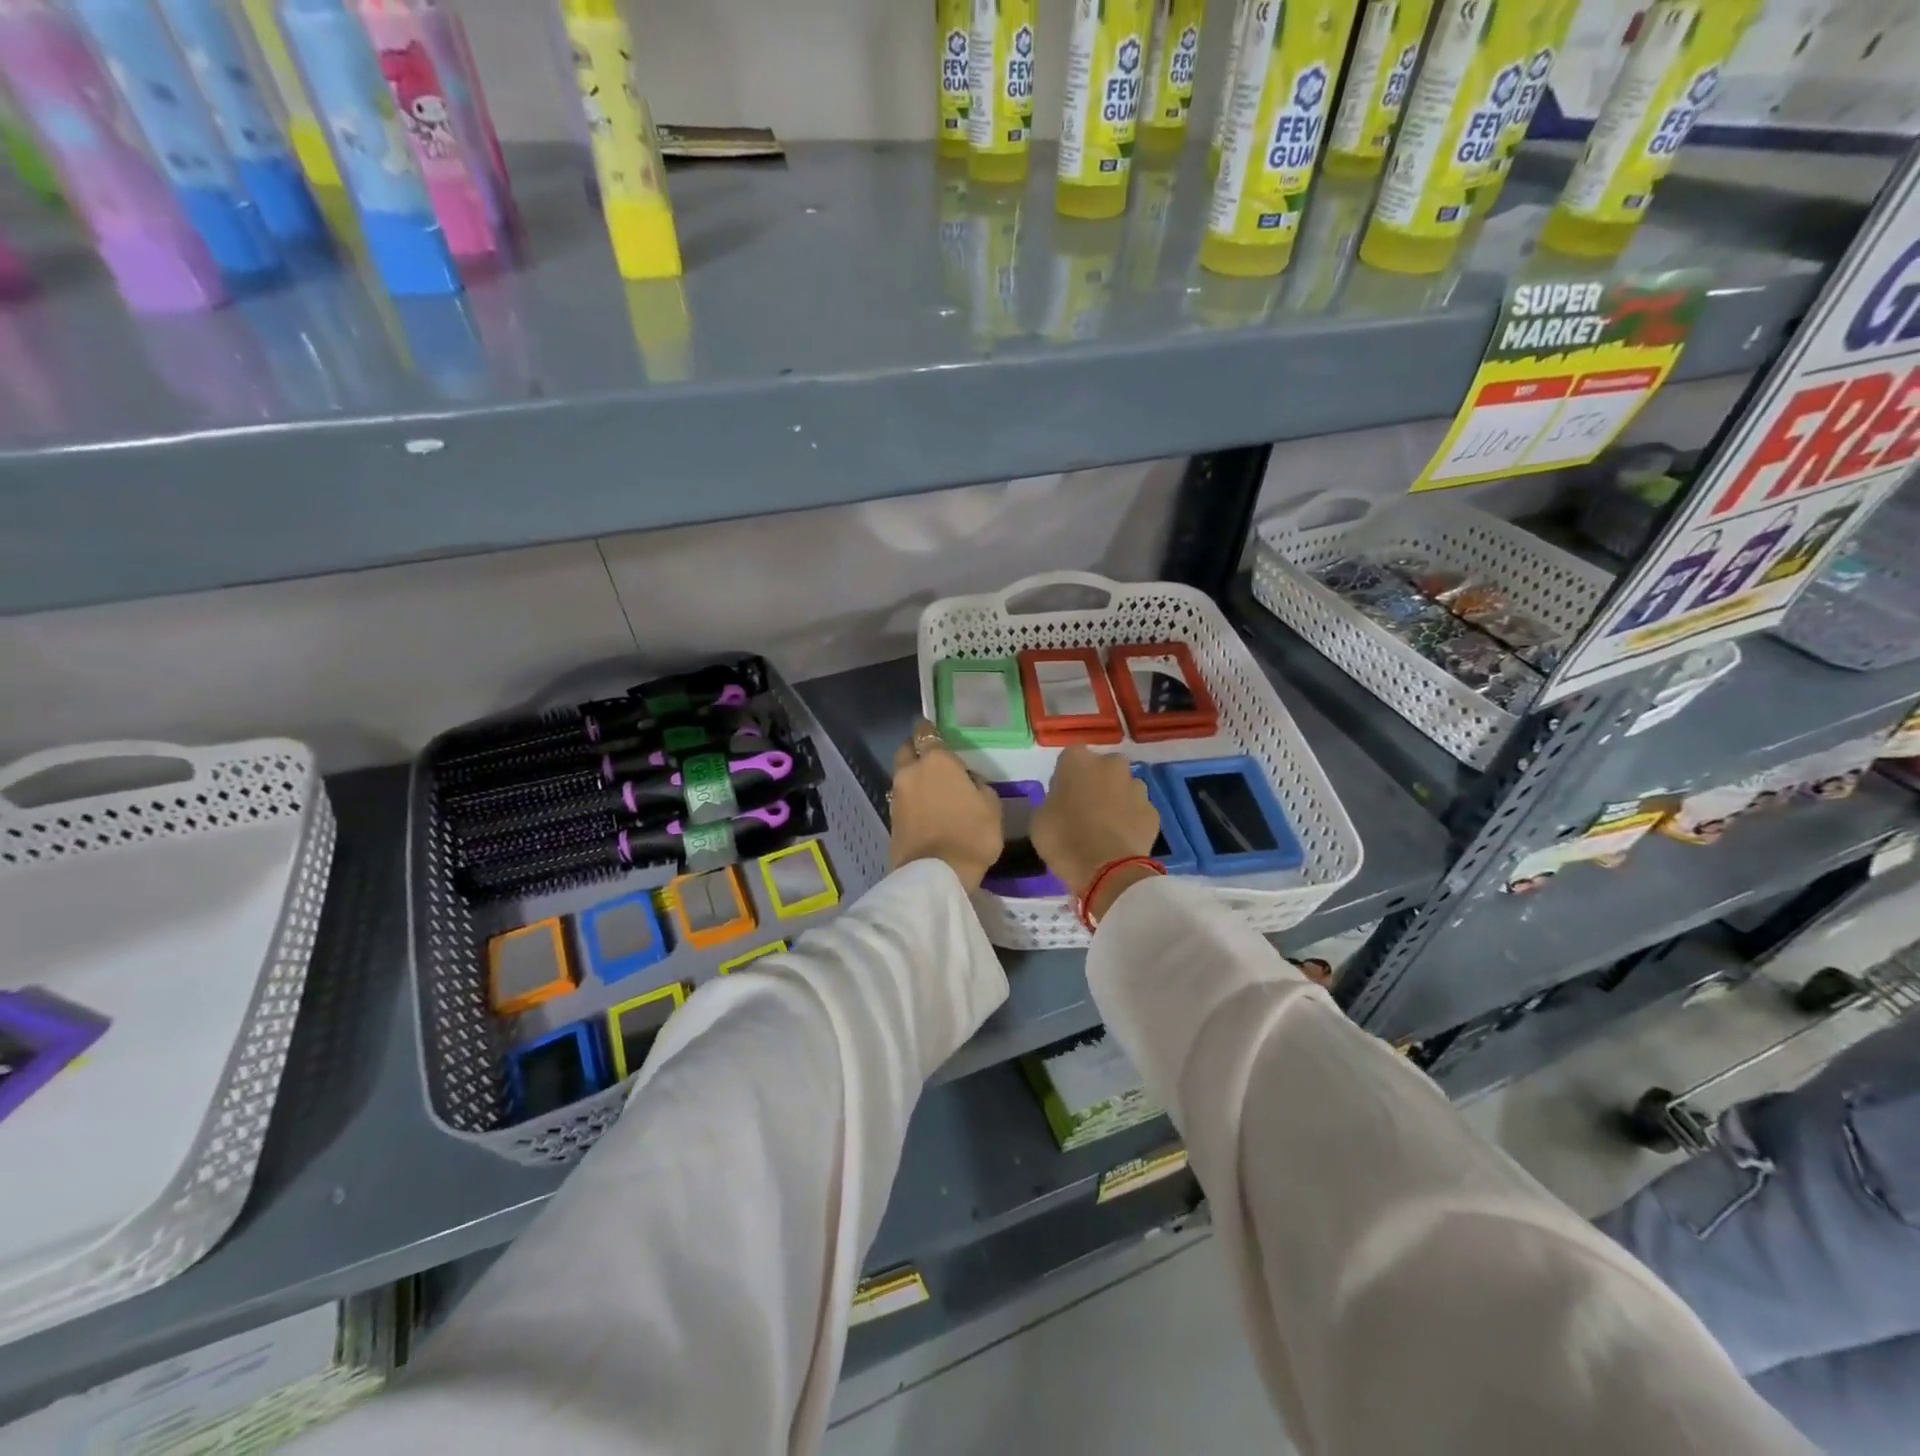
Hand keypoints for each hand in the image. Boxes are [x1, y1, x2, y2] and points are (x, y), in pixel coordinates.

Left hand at [888, 719, 1004, 890]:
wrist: (936, 874)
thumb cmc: (971, 835)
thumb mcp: (992, 807)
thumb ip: (979, 786)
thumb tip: (968, 782)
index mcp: (937, 761)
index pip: (927, 733)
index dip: (929, 730)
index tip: (933, 731)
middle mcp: (911, 772)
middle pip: (907, 750)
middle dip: (916, 750)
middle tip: (931, 759)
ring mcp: (897, 796)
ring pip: (902, 775)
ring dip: (913, 777)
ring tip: (931, 788)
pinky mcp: (891, 818)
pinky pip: (901, 798)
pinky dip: (911, 799)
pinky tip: (925, 808)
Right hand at [1031, 746, 1159, 901]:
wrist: (1107, 871)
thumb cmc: (1063, 839)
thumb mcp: (1038, 819)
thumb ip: (1051, 801)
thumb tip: (1061, 802)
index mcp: (1077, 760)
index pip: (1069, 758)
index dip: (1065, 777)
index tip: (1061, 797)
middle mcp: (1111, 764)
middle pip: (1102, 768)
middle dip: (1095, 782)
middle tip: (1084, 809)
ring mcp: (1136, 786)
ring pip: (1123, 787)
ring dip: (1116, 800)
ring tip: (1105, 827)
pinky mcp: (1153, 811)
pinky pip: (1137, 811)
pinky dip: (1131, 820)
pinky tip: (1121, 840)